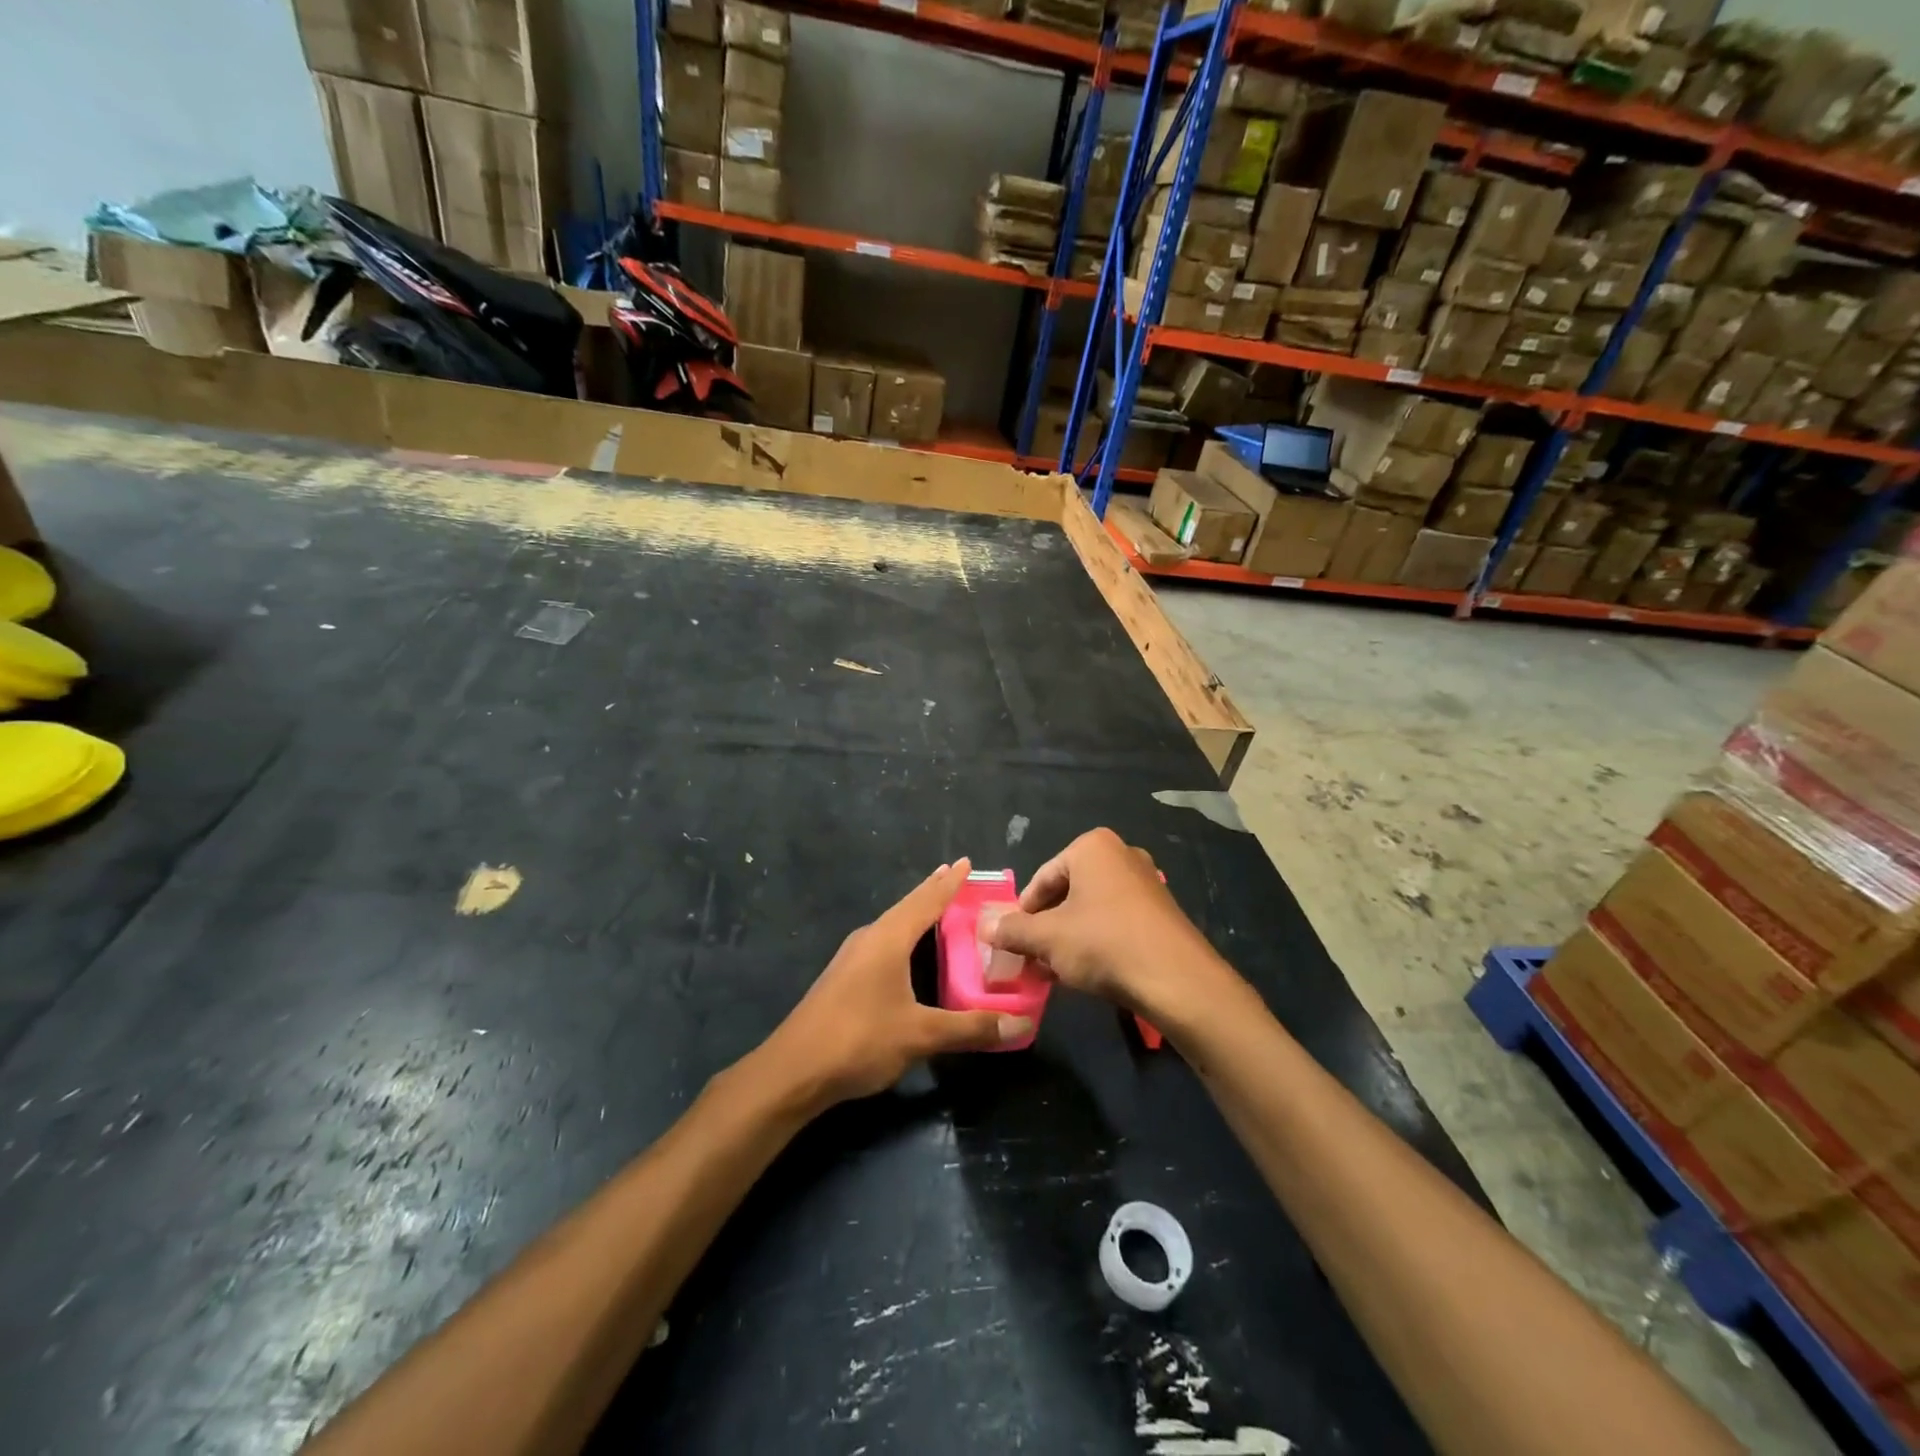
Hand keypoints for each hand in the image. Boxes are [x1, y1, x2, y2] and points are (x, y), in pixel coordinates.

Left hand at [758, 859, 1032, 1110]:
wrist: (792, 1071)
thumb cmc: (859, 1040)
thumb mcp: (920, 1035)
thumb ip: (969, 1028)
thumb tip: (1020, 1025)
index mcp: (888, 939)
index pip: (926, 901)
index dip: (949, 883)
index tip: (966, 861)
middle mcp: (868, 939)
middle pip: (906, 907)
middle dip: (932, 892)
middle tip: (956, 877)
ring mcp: (850, 959)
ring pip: (891, 926)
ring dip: (915, 914)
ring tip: (936, 908)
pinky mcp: (842, 980)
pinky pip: (881, 945)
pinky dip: (902, 937)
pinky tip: (906, 953)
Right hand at [985, 829, 1241, 1025]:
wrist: (1177, 979)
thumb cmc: (1103, 943)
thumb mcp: (1048, 938)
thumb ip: (1012, 930)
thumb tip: (983, 927)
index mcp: (1092, 847)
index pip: (1042, 878)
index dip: (1022, 912)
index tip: (1012, 942)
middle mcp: (1121, 854)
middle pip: (1067, 891)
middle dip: (1046, 925)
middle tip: (1032, 957)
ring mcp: (1145, 882)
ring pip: (1091, 908)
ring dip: (1068, 937)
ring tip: (1056, 970)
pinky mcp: (1161, 911)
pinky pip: (1115, 921)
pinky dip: (1096, 941)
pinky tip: (1087, 972)